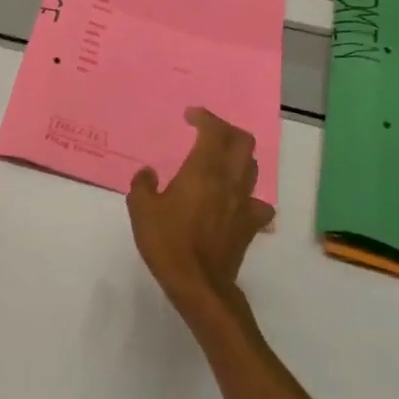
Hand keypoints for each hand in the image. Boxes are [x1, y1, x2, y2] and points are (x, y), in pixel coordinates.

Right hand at [127, 107, 274, 309]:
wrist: (198, 282)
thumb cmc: (166, 242)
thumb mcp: (140, 210)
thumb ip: (143, 185)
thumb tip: (149, 173)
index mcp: (202, 171)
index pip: (213, 131)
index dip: (205, 117)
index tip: (191, 116)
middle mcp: (229, 181)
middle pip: (243, 142)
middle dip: (227, 130)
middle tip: (209, 132)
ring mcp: (244, 203)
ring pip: (252, 167)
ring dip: (238, 157)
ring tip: (220, 160)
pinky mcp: (251, 225)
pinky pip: (258, 202)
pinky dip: (247, 195)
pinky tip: (235, 201)